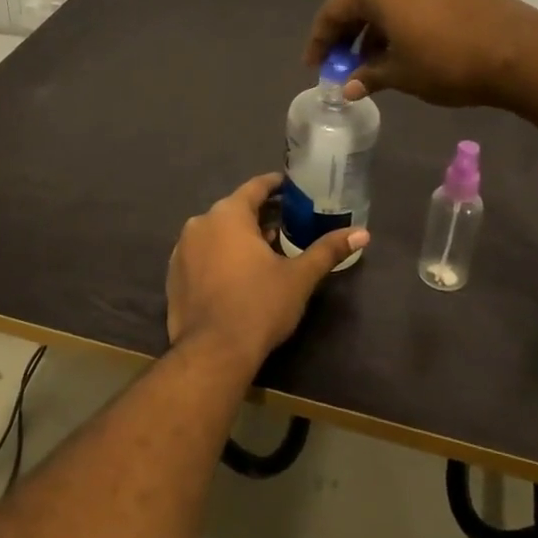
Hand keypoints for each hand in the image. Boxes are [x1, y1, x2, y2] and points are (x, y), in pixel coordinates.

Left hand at [166, 174, 367, 363]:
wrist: (213, 352)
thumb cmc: (259, 306)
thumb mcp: (299, 277)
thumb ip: (327, 250)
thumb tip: (363, 233)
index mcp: (228, 214)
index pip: (255, 187)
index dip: (275, 185)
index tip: (292, 187)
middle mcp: (199, 223)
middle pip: (234, 209)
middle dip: (260, 215)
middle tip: (287, 223)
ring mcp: (182, 249)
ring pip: (216, 233)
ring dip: (239, 237)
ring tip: (265, 250)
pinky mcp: (174, 274)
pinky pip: (202, 254)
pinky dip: (220, 256)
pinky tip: (237, 274)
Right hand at [305, 0, 537, 106]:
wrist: (521, 52)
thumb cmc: (447, 62)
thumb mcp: (400, 74)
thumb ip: (368, 75)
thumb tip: (349, 86)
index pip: (334, 11)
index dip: (320, 41)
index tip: (315, 66)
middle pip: (361, 1)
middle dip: (349, 35)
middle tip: (343, 65)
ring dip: (376, 29)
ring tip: (375, 63)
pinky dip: (402, 21)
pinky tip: (406, 48)